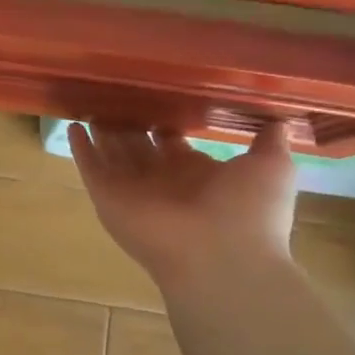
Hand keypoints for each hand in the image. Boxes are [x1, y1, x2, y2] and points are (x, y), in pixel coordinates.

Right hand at [69, 121, 297, 281]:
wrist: (221, 257)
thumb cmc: (248, 212)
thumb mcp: (273, 167)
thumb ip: (270, 141)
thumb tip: (281, 117)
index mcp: (198, 175)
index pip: (173, 145)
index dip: (165, 125)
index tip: (156, 99)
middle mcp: (163, 182)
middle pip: (138, 148)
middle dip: (128, 126)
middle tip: (115, 97)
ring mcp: (133, 191)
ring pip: (112, 155)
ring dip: (102, 133)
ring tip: (90, 105)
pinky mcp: (108, 197)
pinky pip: (90, 168)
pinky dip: (80, 149)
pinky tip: (73, 126)